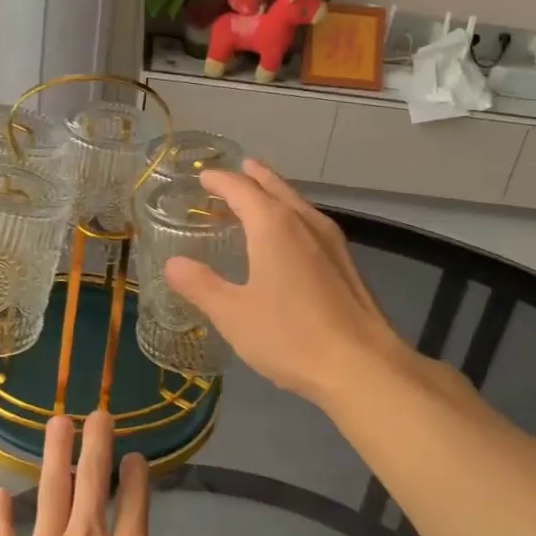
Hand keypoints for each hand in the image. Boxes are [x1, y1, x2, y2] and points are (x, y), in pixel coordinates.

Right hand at [164, 160, 408, 403]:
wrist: (361, 366)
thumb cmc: (290, 336)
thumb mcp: (233, 314)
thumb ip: (201, 285)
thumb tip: (173, 263)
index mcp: (274, 226)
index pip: (242, 189)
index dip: (220, 180)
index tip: (204, 176)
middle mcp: (305, 223)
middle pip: (276, 188)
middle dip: (255, 177)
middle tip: (238, 169)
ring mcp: (332, 242)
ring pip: (298, 205)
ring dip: (276, 195)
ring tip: (260, 198)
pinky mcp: (346, 264)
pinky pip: (311, 225)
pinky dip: (292, 218)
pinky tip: (290, 239)